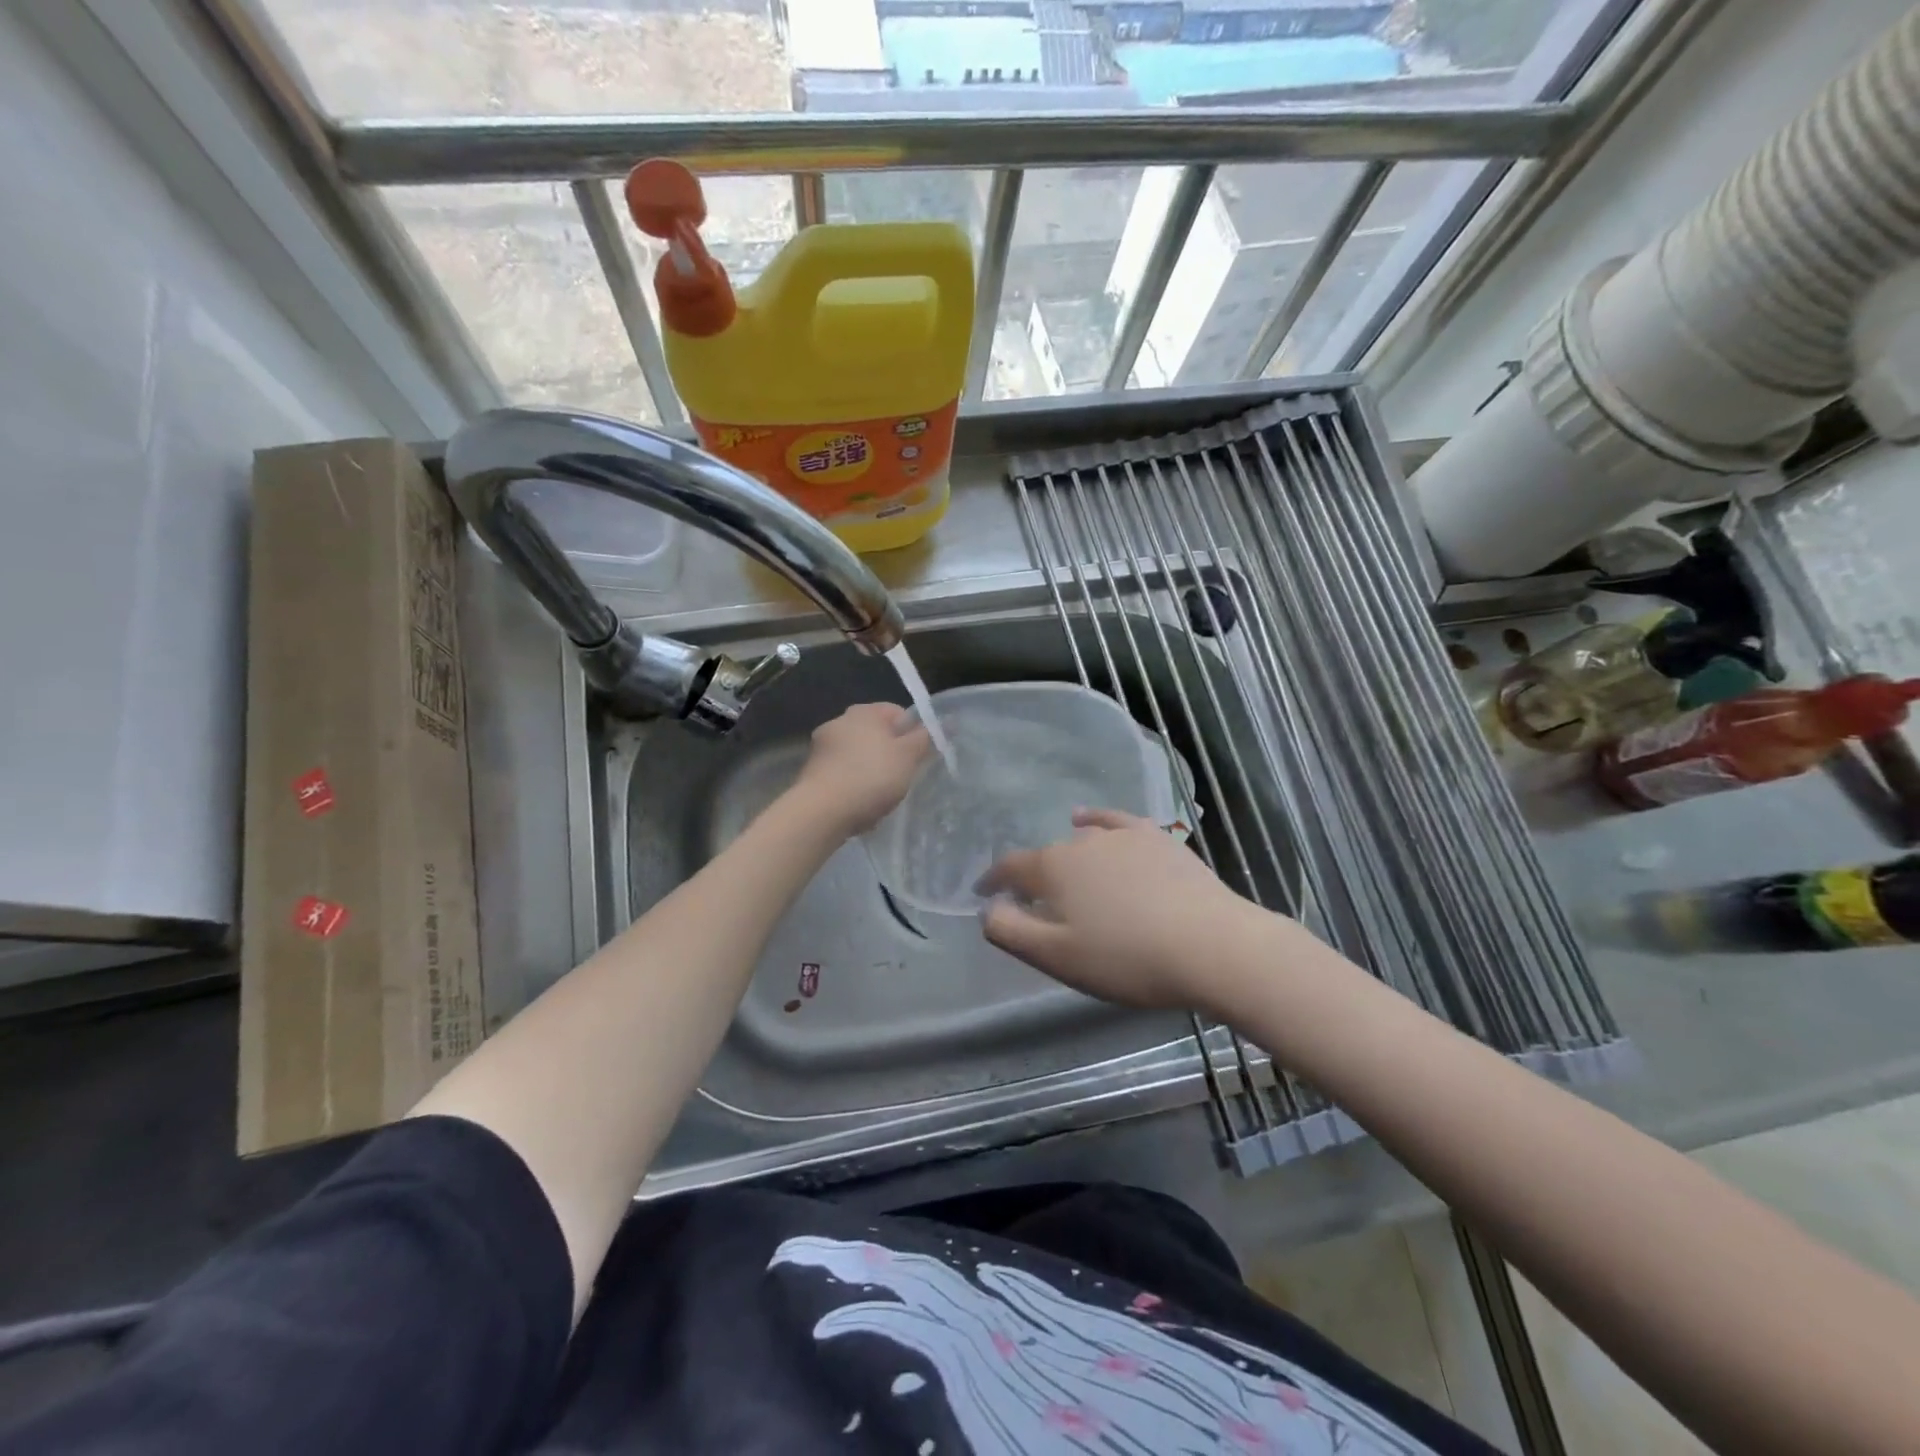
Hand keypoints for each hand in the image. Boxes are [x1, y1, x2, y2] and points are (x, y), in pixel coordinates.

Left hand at [789, 702, 932, 835]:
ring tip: (882, 795)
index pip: (897, 712)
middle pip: (876, 734)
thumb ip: (924, 738)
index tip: (919, 756)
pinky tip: (860, 804)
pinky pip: (842, 773)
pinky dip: (853, 784)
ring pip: (858, 754)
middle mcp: (839, 721)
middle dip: (891, 753)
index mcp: (864, 712)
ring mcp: (821, 746)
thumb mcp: (908, 756)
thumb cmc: (872, 776)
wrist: (822, 811)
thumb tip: (934, 725)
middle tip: (903, 776)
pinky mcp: (811, 771)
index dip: (913, 732)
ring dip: (871, 770)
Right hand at [979, 808, 1270, 1014]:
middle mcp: (1082, 841)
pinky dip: (1097, 819)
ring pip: (1081, 840)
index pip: (1010, 868)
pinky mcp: (1157, 839)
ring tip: (1066, 877)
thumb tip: (988, 908)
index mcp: (1054, 868)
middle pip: (1047, 857)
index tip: (984, 894)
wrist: (1212, 945)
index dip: (993, 881)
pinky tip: (1089, 819)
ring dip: (1066, 858)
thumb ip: (1011, 931)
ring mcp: (1123, 836)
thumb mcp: (1057, 957)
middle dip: (1033, 878)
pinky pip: (1115, 821)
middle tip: (1037, 907)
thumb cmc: (1127, 958)